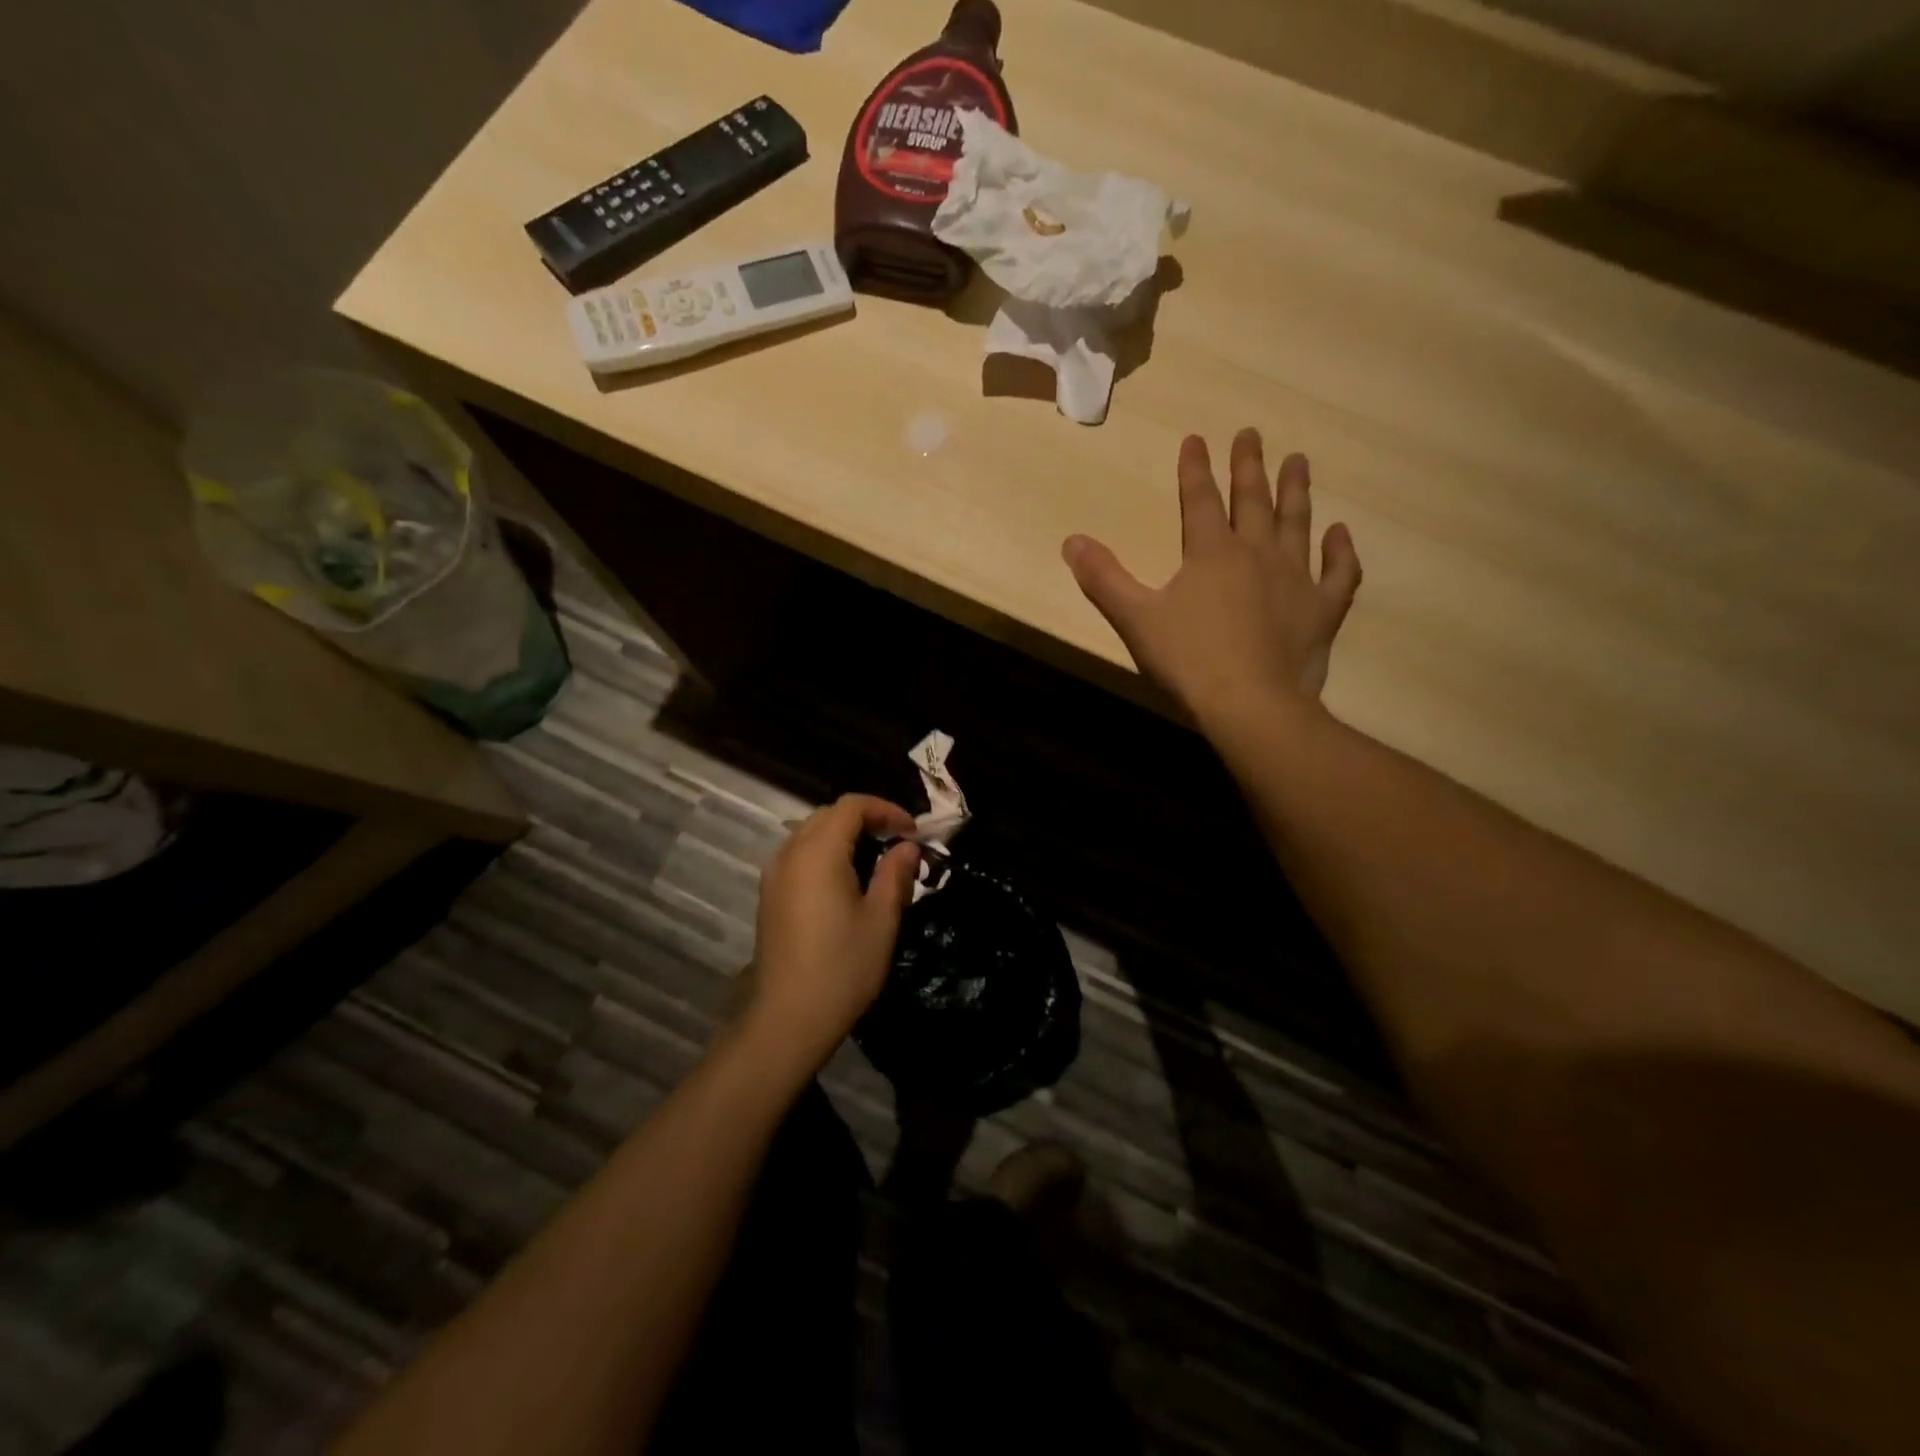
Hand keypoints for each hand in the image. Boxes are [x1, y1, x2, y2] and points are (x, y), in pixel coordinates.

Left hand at [742, 794, 920, 1076]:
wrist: (788, 1018)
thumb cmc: (842, 967)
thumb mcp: (881, 919)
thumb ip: (895, 874)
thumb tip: (908, 847)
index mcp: (818, 852)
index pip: (852, 806)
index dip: (886, 810)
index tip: (913, 833)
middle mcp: (790, 853)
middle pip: (829, 815)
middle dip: (866, 819)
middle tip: (898, 843)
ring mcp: (775, 875)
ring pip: (811, 834)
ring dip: (845, 836)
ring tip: (876, 860)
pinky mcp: (770, 896)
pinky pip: (799, 856)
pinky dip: (826, 853)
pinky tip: (847, 881)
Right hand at [1062, 429, 1360, 726]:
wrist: (1250, 705)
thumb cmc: (1188, 661)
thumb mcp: (1135, 619)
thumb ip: (1104, 579)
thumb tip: (1072, 540)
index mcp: (1211, 553)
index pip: (1200, 500)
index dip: (1195, 468)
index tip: (1196, 438)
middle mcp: (1257, 554)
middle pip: (1252, 500)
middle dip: (1249, 465)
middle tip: (1252, 434)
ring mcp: (1295, 580)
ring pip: (1297, 524)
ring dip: (1295, 491)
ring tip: (1298, 461)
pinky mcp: (1322, 611)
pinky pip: (1338, 574)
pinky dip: (1340, 553)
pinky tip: (1340, 534)